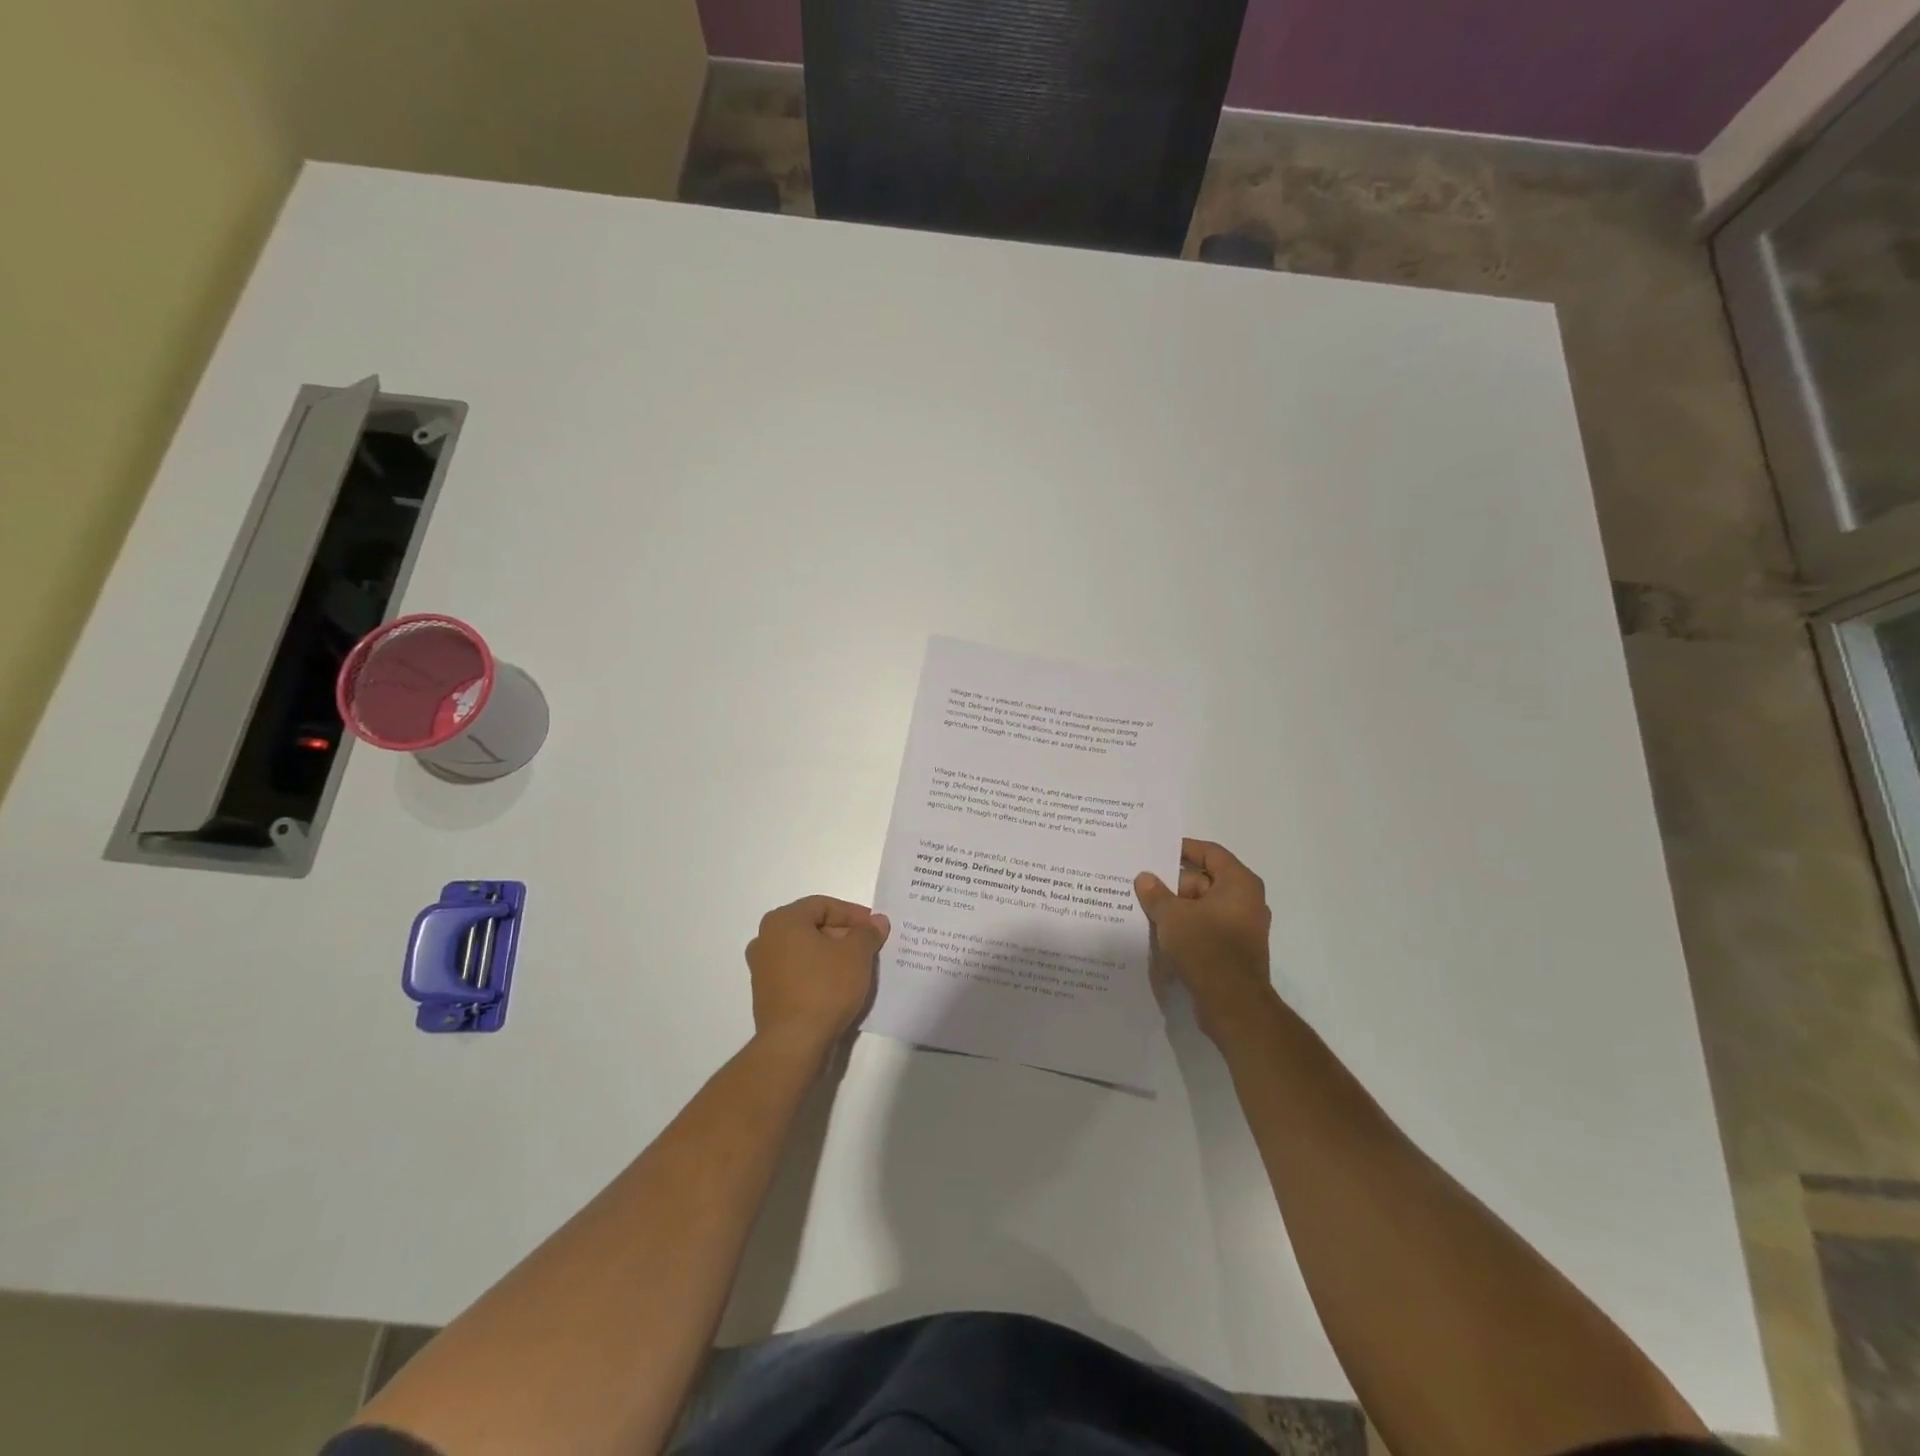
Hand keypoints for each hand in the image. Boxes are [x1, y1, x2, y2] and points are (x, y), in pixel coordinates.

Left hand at [745, 896, 890, 1056]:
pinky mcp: (766, 994)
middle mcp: (766, 938)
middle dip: (843, 934)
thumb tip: (876, 922)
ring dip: (831, 954)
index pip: (824, 905)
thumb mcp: (856, 954)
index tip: (875, 928)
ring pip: (805, 950)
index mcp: (783, 921)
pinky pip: (797, 972)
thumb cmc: (825, 987)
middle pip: (812, 926)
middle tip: (869, 947)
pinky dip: (818, 973)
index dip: (853, 914)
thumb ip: (868, 932)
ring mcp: (762, 968)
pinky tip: (839, 986)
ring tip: (857, 967)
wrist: (794, 1043)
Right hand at [1135, 839, 1273, 1040]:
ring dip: (1178, 910)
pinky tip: (1162, 937)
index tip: (1157, 851)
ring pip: (1203, 908)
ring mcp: (1242, 928)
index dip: (1184, 849)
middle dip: (1173, 886)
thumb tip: (1144, 878)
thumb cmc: (1206, 948)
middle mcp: (1247, 901)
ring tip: (1147, 913)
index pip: (1210, 853)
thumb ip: (1155, 893)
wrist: (1232, 1004)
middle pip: (1204, 881)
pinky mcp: (1235, 951)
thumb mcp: (1172, 916)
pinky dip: (1187, 929)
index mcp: (1239, 884)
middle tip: (1143, 888)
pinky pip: (1207, 929)